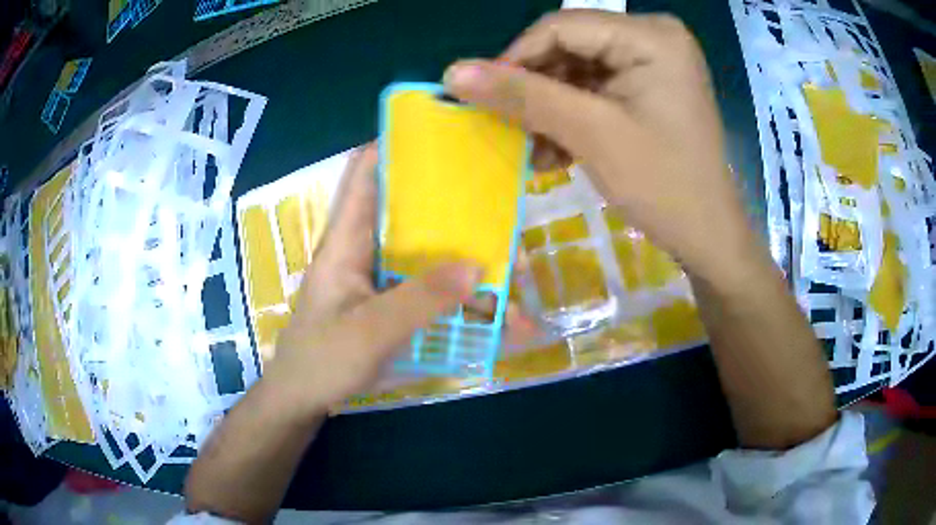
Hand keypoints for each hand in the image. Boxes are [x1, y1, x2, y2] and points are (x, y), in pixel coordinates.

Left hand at [265, 145, 482, 414]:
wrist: (302, 400)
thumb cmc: (321, 361)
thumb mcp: (370, 332)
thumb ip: (420, 299)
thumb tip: (478, 265)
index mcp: (347, 240)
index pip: (365, 172)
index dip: (395, 145)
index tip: (443, 134)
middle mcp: (366, 250)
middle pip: (412, 212)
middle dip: (455, 208)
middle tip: (502, 207)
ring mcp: (380, 279)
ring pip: (430, 256)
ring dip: (471, 265)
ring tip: (517, 273)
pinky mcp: (391, 304)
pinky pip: (433, 292)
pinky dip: (464, 301)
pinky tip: (499, 318)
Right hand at [443, 11, 763, 288]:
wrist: (708, 236)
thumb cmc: (664, 186)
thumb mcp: (591, 134)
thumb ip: (522, 96)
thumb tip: (452, 73)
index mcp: (651, 36)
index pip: (561, 27)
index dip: (514, 58)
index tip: (480, 97)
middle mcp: (653, 37)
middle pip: (568, 47)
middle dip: (534, 90)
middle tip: (507, 128)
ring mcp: (652, 63)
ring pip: (576, 71)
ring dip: (548, 109)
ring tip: (531, 150)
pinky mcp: (648, 87)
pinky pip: (594, 90)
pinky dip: (570, 117)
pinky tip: (554, 152)